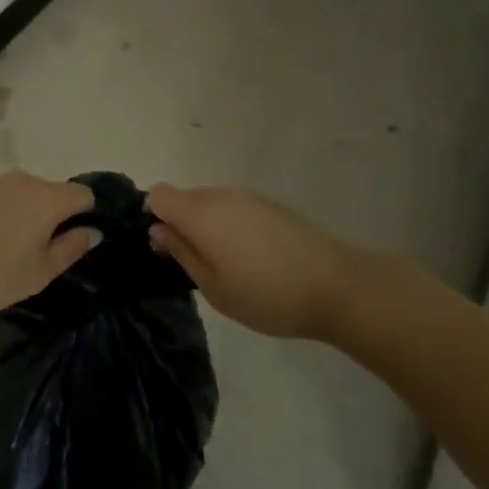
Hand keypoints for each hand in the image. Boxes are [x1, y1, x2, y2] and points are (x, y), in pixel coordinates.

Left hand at [0, 171, 98, 311]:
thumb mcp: (40, 272)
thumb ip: (71, 249)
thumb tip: (93, 231)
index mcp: (49, 198)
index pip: (84, 194)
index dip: (88, 215)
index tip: (78, 241)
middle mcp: (27, 181)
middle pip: (55, 193)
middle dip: (57, 218)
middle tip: (45, 253)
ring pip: (27, 195)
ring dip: (29, 216)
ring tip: (14, 251)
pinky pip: (3, 199)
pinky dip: (6, 215)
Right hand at [146, 184, 352, 338]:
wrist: (335, 285)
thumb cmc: (266, 294)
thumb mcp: (214, 287)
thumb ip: (182, 253)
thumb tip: (158, 231)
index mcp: (200, 213)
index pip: (158, 195)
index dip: (153, 217)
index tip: (164, 248)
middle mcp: (220, 195)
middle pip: (184, 198)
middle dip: (180, 224)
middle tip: (194, 265)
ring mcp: (248, 197)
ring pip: (210, 203)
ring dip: (207, 226)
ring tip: (226, 266)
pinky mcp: (270, 205)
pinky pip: (234, 208)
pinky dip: (230, 226)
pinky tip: (252, 259)